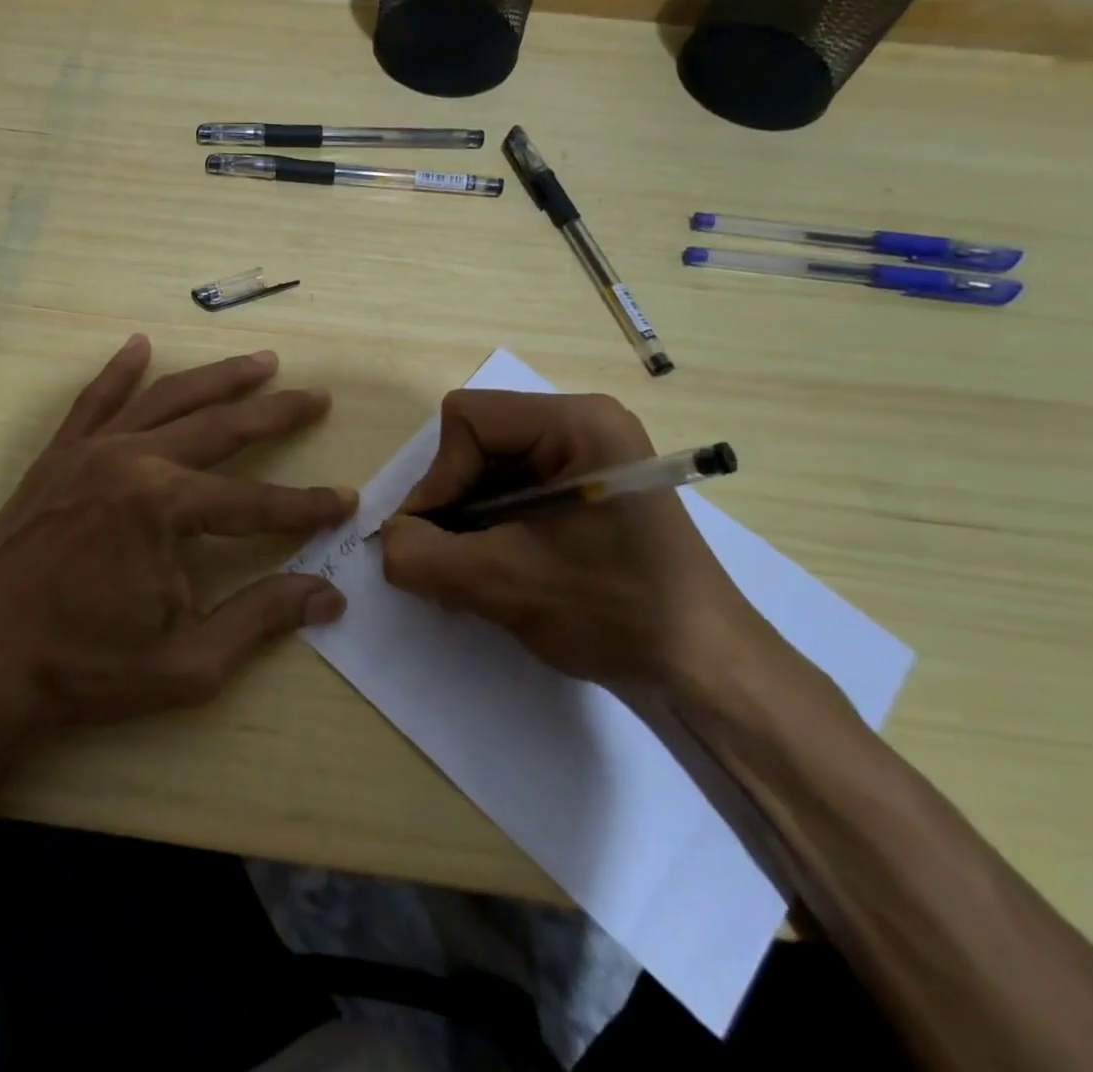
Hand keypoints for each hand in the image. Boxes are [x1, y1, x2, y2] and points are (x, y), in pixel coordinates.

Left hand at [0, 335, 356, 737]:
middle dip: (276, 412)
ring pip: (167, 399)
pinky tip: (140, 344)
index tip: (345, 502)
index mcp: (165, 507)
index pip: (256, 501)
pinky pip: (94, 401)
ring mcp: (90, 452)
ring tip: (260, 361)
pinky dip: (119, 371)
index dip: (306, 506)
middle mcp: (132, 461)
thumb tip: (330, 595)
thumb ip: (262, 617)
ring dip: (218, 378)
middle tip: (316, 395)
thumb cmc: (88, 668)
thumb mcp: (190, 661)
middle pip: (221, 427)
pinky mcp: (57, 458)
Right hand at [380, 390, 753, 693]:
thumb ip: (424, 557)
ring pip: (490, 469)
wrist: (705, 671)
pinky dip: (491, 529)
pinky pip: (513, 491)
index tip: (436, 539)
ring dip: (469, 521)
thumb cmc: (615, 611)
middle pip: (477, 442)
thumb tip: (387, 542)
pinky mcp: (587, 491)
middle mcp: (583, 425)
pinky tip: (497, 573)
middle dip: (454, 503)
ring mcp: (589, 457)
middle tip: (449, 562)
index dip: (439, 478)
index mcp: (577, 422)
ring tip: (472, 575)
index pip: (467, 420)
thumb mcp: (504, 584)